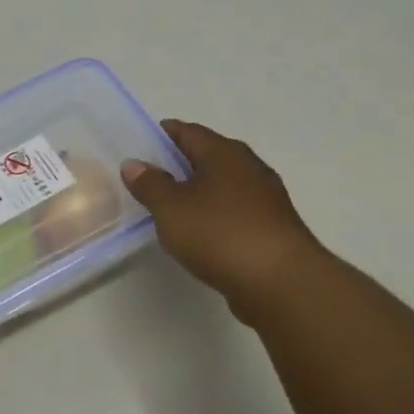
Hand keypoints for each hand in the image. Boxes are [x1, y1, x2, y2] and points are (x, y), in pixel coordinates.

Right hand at [120, 119, 322, 321]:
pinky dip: (215, 213)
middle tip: (152, 174)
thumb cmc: (219, 233)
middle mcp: (249, 167)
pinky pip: (235, 210)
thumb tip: (133, 163)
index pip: (190, 132)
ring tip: (172, 204)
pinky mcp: (272, 228)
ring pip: (224, 184)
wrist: (280, 282)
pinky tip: (201, 231)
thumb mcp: (171, 208)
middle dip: (182, 162)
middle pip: (210, 155)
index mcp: (224, 153)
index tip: (143, 142)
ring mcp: (265, 198)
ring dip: (200, 190)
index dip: (166, 134)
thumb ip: (150, 184)